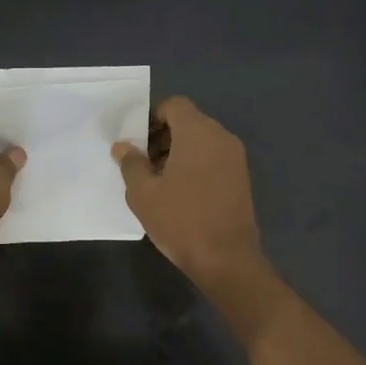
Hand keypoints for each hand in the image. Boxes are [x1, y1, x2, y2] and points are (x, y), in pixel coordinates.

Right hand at [113, 96, 268, 292]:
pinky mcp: (242, 178)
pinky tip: (181, 193)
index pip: (174, 105)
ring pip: (202, 141)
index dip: (152, 117)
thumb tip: (123, 146)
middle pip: (189, 121)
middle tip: (144, 163)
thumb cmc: (181, 220)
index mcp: (198, 132)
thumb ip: (131, 164)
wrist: (226, 259)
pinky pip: (214, 158)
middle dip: (164, 136)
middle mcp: (221, 137)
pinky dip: (196, 164)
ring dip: (179, 151)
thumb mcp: (143, 193)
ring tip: (159, 181)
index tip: (138, 142)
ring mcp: (236, 158)